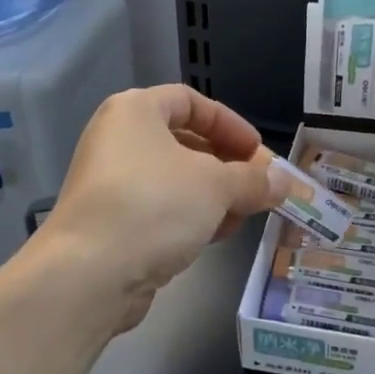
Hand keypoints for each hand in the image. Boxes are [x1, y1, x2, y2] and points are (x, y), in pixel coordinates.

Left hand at [35, 85, 288, 331]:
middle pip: (184, 142)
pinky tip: (214, 236)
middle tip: (258, 188)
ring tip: (243, 216)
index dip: (230, 124)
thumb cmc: (154, 206)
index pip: (191, 101)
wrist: (90, 272)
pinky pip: (160, 209)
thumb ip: (254, 180)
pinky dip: (189, 217)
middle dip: (227, 166)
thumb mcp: (216, 186)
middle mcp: (118, 140)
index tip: (258, 153)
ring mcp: (111, 184)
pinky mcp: (111, 223)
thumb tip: (284, 181)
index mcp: (135, 111)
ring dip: (213, 196)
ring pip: (174, 180)